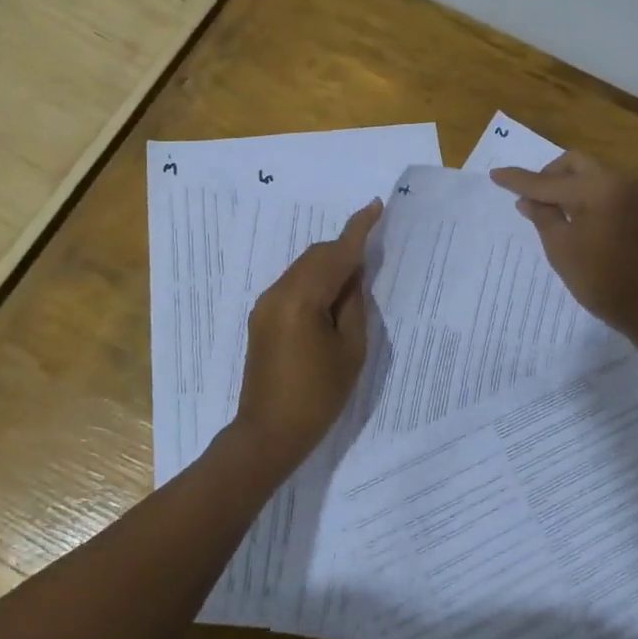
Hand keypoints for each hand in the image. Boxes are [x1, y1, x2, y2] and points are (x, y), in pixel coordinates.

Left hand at [231, 198, 382, 472]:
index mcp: (302, 299)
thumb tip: (353, 274)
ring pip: (303, 268)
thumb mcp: (351, 350)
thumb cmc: (318, 396)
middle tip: (372, 257)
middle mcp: (278, 292)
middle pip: (316, 255)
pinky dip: (315, 281)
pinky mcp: (262, 317)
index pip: (336, 253)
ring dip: (329, 266)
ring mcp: (265, 304)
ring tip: (355, 282)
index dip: (358, 229)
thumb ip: (353, 304)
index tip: (375, 205)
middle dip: (344, 249)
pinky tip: (331, 298)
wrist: (268, 433)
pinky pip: (293, 284)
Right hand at [490, 152, 637, 338]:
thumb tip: (527, 199)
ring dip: (571, 185)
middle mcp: (622, 181)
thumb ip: (542, 216)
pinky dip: (590, 197)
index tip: (496, 174)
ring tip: (555, 211)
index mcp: (600, 187)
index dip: (520, 180)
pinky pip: (611, 190)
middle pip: (576, 164)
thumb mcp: (561, 249)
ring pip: (595, 175)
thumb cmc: (602, 280)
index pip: (549, 181)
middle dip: (550, 176)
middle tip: (533, 198)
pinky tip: (581, 220)